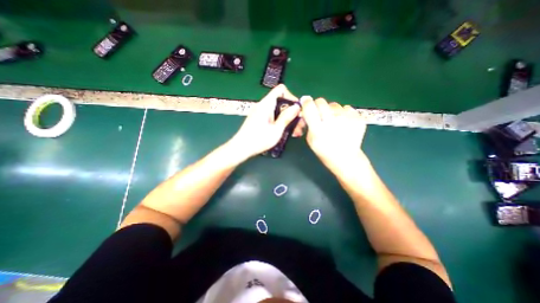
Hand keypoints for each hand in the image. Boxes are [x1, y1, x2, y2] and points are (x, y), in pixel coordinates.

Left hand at [228, 84, 301, 158]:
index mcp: (266, 104)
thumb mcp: (276, 130)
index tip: (297, 109)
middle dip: (292, 112)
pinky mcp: (260, 119)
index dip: (291, 97)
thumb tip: (297, 107)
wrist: (241, 148)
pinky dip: (280, 122)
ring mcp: (261, 113)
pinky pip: (273, 117)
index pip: (281, 90)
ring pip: (278, 111)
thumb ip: (287, 117)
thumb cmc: (258, 140)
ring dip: (288, 119)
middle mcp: (263, 106)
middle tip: (299, 124)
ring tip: (296, 131)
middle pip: (281, 102)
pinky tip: (286, 132)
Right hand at [297, 97, 368, 171]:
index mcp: (318, 129)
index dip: (306, 102)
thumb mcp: (310, 140)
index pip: (309, 107)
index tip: (305, 101)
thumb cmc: (325, 151)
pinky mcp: (358, 118)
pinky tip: (343, 123)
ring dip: (331, 110)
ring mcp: (347, 119)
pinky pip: (346, 108)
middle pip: (321, 101)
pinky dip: (343, 113)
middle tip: (320, 114)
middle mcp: (332, 122)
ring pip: (334, 104)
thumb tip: (306, 110)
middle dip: (318, 106)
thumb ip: (308, 124)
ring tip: (334, 122)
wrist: (346, 158)